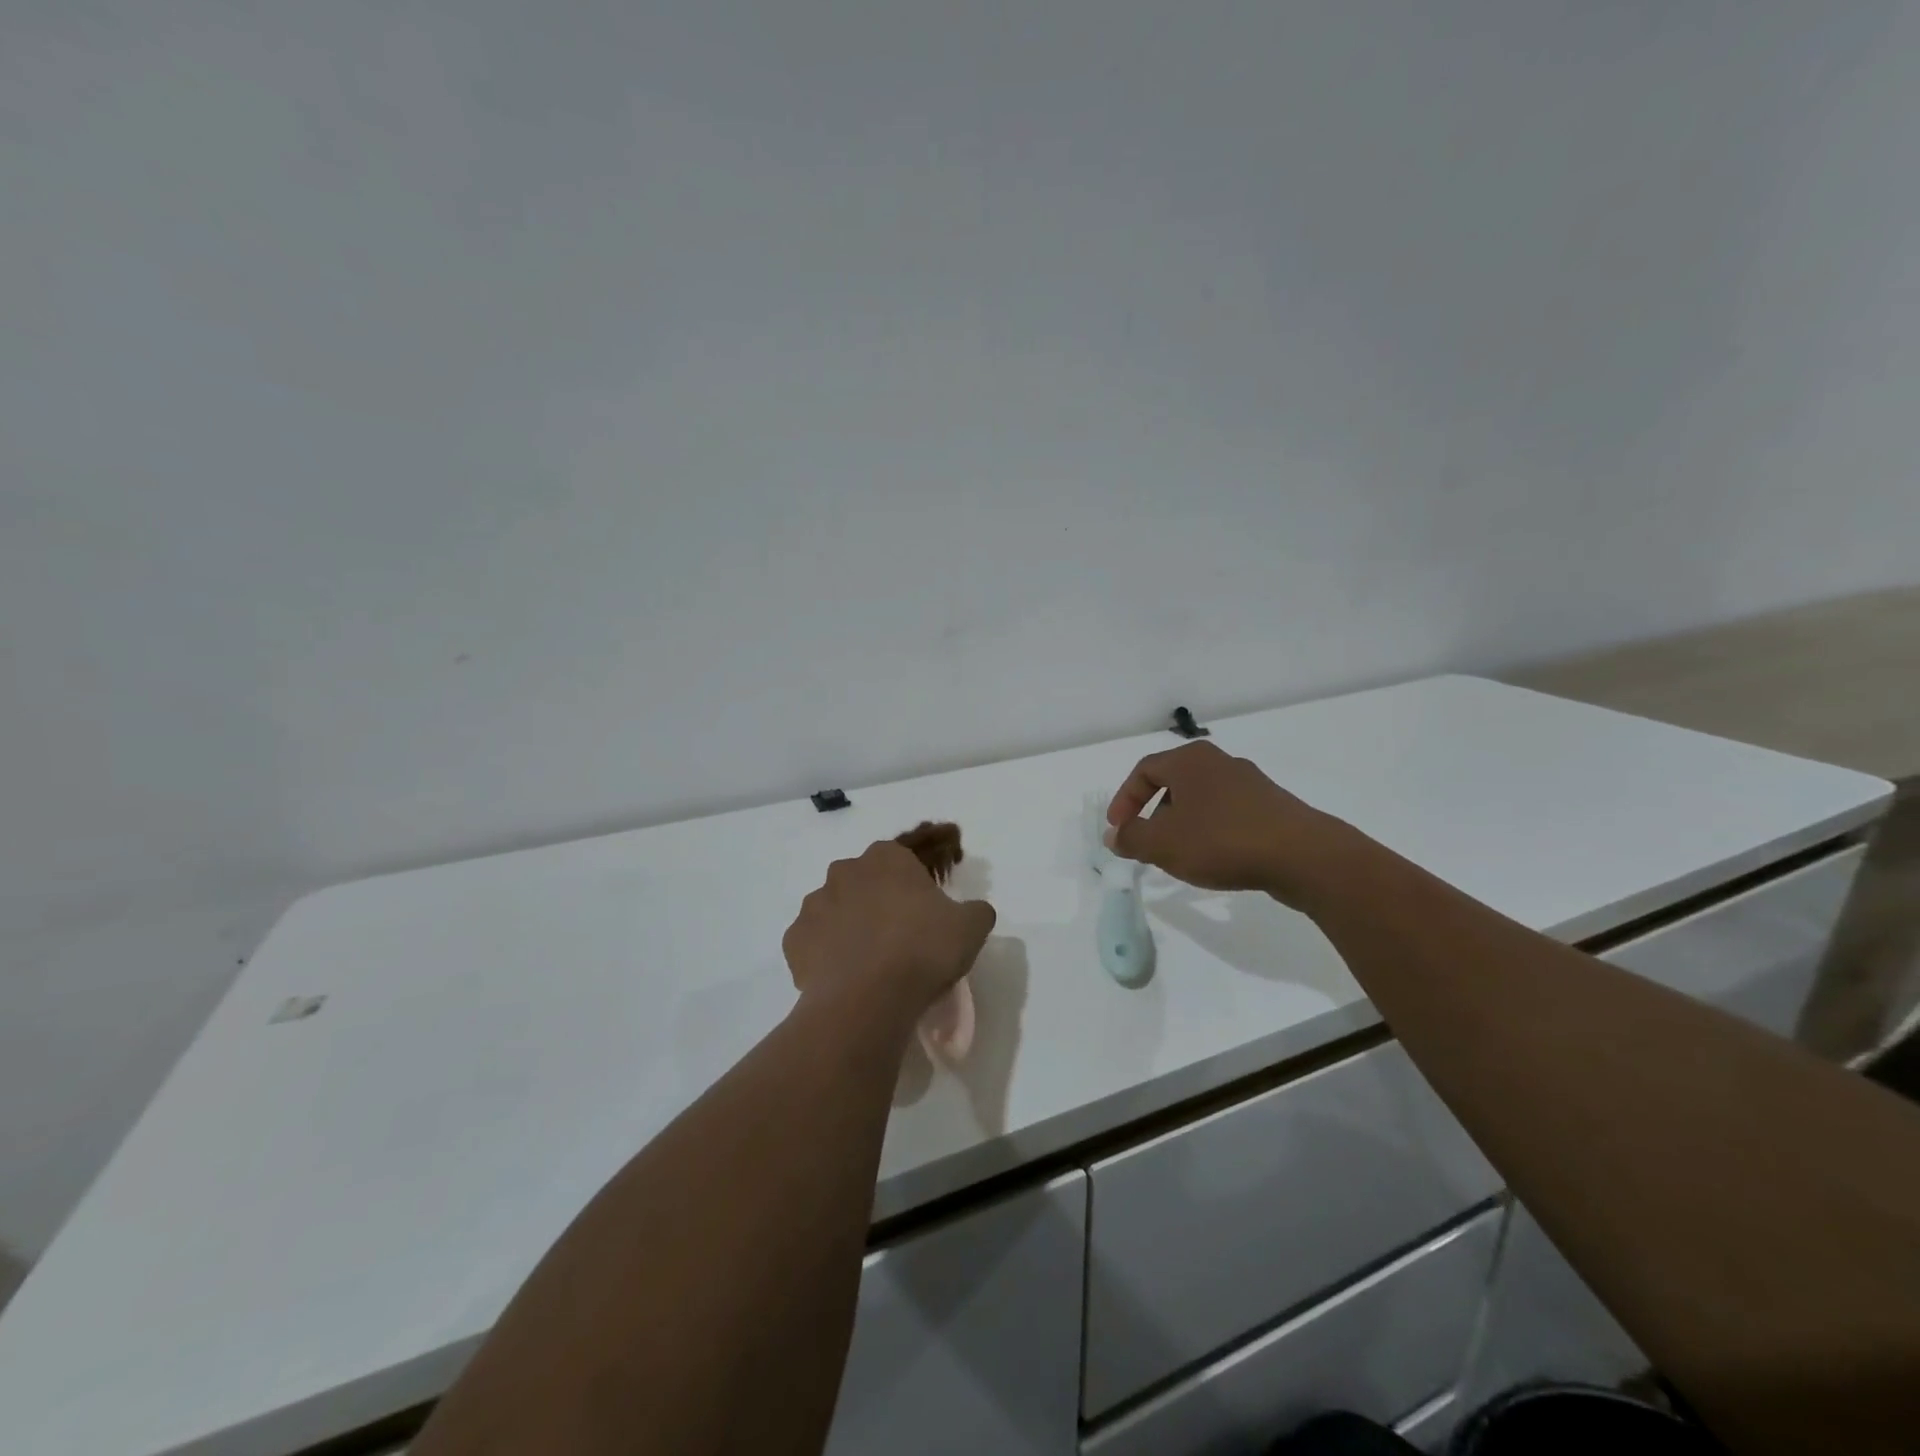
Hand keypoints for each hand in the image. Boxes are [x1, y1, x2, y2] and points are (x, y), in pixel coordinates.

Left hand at [783, 841, 996, 1030]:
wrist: (868, 998)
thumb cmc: (923, 950)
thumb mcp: (971, 927)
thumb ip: (975, 911)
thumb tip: (974, 911)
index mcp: (886, 857)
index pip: (901, 859)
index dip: (914, 885)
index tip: (926, 913)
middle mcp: (844, 871)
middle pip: (865, 882)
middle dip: (879, 902)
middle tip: (901, 938)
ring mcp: (814, 905)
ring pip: (835, 910)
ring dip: (850, 927)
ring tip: (871, 963)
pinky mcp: (793, 940)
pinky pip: (814, 943)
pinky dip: (826, 956)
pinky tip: (845, 978)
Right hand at [1106, 740, 1345, 902]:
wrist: (1302, 856)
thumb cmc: (1221, 841)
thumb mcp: (1163, 844)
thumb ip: (1131, 838)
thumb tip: (1114, 835)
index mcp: (1189, 760)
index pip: (1144, 770)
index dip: (1124, 799)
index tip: (1119, 829)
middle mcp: (1219, 762)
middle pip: (1173, 782)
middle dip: (1153, 813)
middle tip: (1147, 842)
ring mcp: (1250, 782)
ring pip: (1201, 799)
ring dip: (1182, 824)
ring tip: (1179, 855)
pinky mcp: (1271, 805)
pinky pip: (1227, 813)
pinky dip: (1210, 830)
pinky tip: (1214, 858)